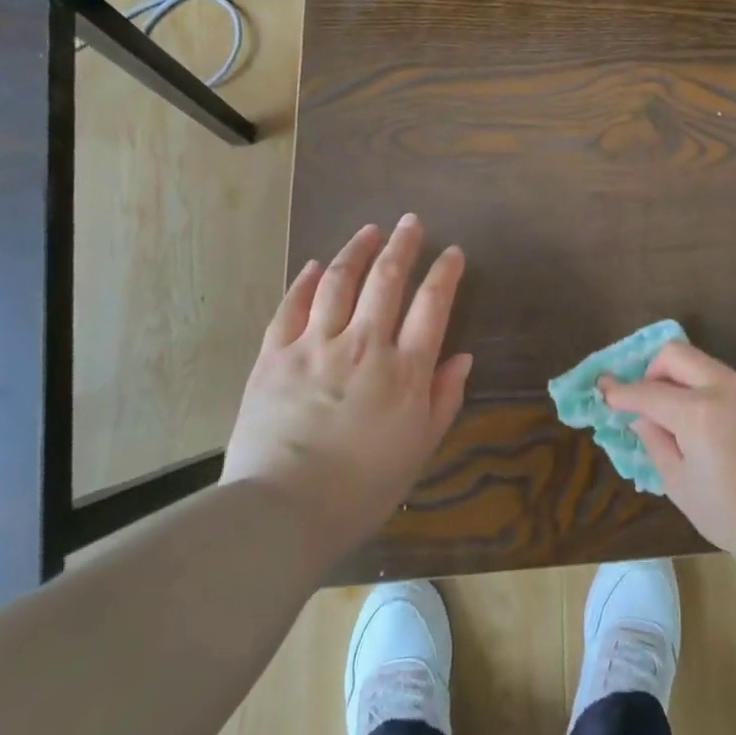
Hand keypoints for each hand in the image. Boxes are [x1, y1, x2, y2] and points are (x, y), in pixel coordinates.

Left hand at [223, 215, 471, 540]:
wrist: (282, 513)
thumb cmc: (362, 488)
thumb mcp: (419, 448)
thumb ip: (443, 398)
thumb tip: (461, 358)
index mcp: (405, 370)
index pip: (432, 304)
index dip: (444, 273)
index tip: (452, 253)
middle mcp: (363, 345)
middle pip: (387, 280)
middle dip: (403, 245)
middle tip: (412, 221)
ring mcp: (314, 346)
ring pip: (338, 282)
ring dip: (356, 250)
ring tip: (370, 230)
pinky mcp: (274, 356)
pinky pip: (291, 307)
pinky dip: (304, 282)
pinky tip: (313, 265)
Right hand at [600, 342, 735, 560]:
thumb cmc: (728, 514)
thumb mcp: (678, 482)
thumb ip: (655, 440)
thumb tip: (641, 416)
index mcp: (698, 413)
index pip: (648, 391)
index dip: (621, 391)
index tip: (604, 388)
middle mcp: (723, 389)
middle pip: (676, 354)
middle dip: (652, 370)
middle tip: (644, 399)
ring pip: (702, 362)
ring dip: (679, 377)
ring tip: (673, 413)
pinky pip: (723, 379)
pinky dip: (703, 388)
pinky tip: (703, 421)